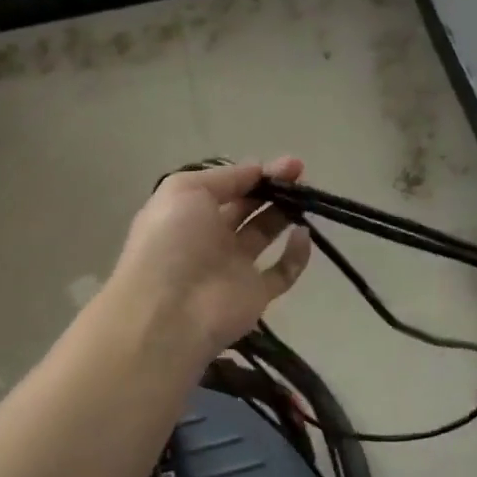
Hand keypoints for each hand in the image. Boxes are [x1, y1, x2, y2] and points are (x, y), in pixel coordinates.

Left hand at [108, 157, 312, 358]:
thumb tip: (258, 170)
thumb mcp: (185, 190)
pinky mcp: (256, 294)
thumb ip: (225, 177)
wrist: (170, 312)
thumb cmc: (172, 242)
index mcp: (189, 211)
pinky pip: (282, 272)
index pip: (226, 187)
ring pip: (264, 234)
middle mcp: (210, 236)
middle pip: (247, 207)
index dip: (255, 173)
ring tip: (306, 198)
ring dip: (285, 214)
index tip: (287, 165)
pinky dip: (296, 255)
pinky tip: (304, 235)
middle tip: (301, 175)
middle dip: (273, 188)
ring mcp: (233, 267)